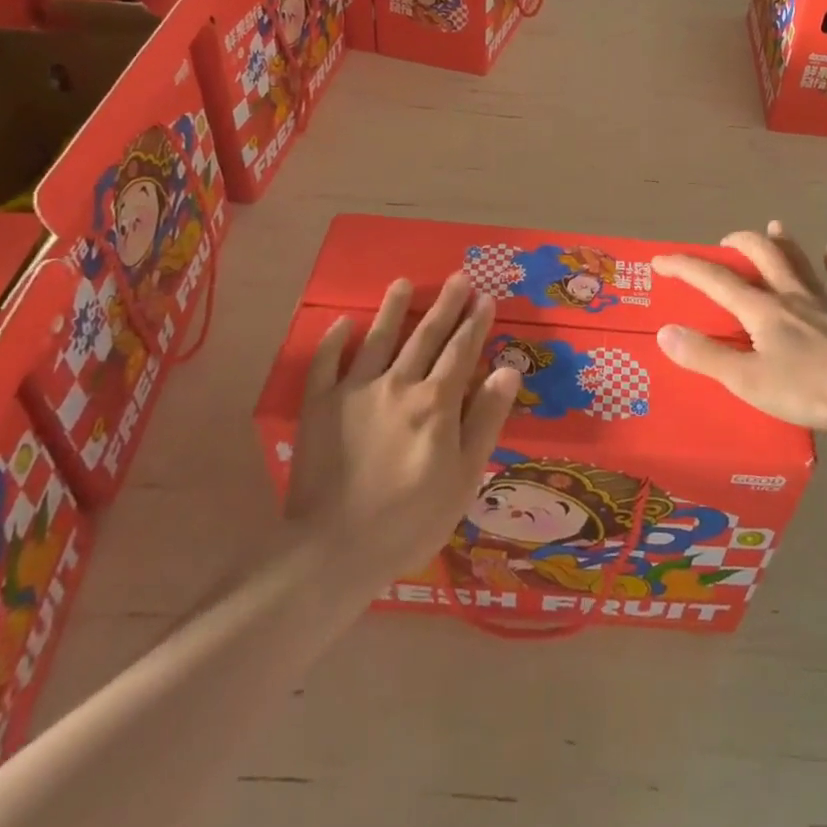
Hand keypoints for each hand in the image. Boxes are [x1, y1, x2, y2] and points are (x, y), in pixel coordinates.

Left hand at [285, 274, 520, 587]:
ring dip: (392, 309)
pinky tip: (342, 322)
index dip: (475, 324)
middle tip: (458, 278)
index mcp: (436, 402)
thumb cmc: (411, 519)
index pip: (461, 352)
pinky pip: (326, 364)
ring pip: (378, 339)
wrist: (333, 549)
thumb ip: (486, 419)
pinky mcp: (319, 406)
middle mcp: (398, 384)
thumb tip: (508, 370)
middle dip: (445, 306)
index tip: (486, 298)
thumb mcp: (464, 476)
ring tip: (403, 283)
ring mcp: (355, 392)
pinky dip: (334, 341)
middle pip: (425, 337)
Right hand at [651, 221, 826, 438]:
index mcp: (762, 310)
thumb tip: (665, 332)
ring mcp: (825, 304)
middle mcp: (792, 296)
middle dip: (740, 243)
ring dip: (785, 243)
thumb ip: (705, 356)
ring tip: (774, 227)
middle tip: (724, 242)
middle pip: (763, 256)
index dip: (685, 267)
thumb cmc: (806, 390)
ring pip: (801, 262)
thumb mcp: (746, 380)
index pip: (715, 280)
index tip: (659, 260)